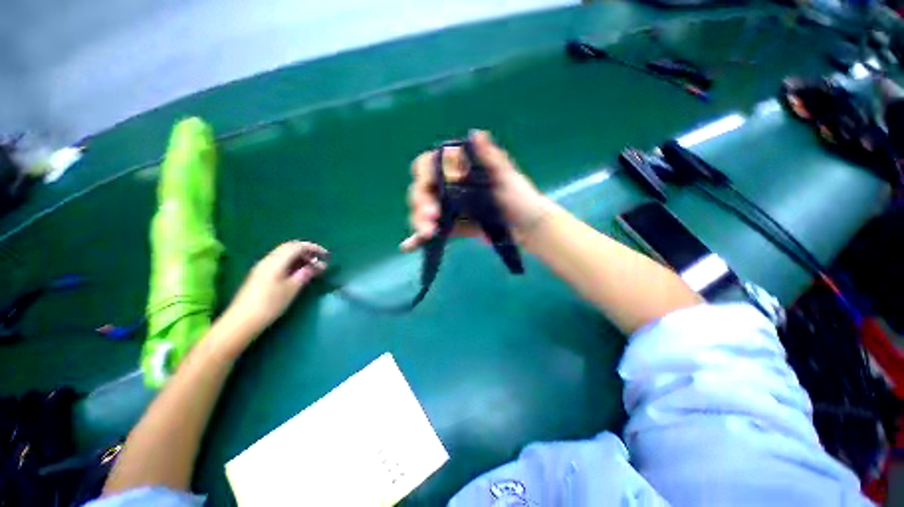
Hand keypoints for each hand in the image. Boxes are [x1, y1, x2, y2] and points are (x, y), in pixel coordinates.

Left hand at [221, 241, 327, 338]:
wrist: (242, 321)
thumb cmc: (269, 304)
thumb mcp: (292, 289)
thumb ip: (305, 274)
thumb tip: (317, 265)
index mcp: (276, 261)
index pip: (297, 246)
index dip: (313, 247)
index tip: (326, 255)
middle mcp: (268, 260)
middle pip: (289, 248)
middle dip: (307, 251)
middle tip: (320, 261)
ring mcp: (262, 268)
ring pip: (284, 255)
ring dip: (300, 258)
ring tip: (313, 268)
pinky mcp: (260, 275)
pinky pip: (279, 262)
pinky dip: (292, 263)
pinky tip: (298, 273)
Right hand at [400, 130, 549, 251]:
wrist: (529, 228)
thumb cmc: (521, 199)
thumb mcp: (507, 178)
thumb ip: (491, 159)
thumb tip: (476, 133)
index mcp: (460, 171)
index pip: (431, 165)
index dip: (425, 173)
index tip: (430, 183)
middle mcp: (450, 188)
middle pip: (422, 191)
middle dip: (421, 203)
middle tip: (431, 216)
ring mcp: (449, 209)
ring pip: (423, 212)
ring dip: (418, 221)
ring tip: (426, 233)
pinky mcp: (452, 228)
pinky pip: (432, 232)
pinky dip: (418, 238)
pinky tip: (409, 246)